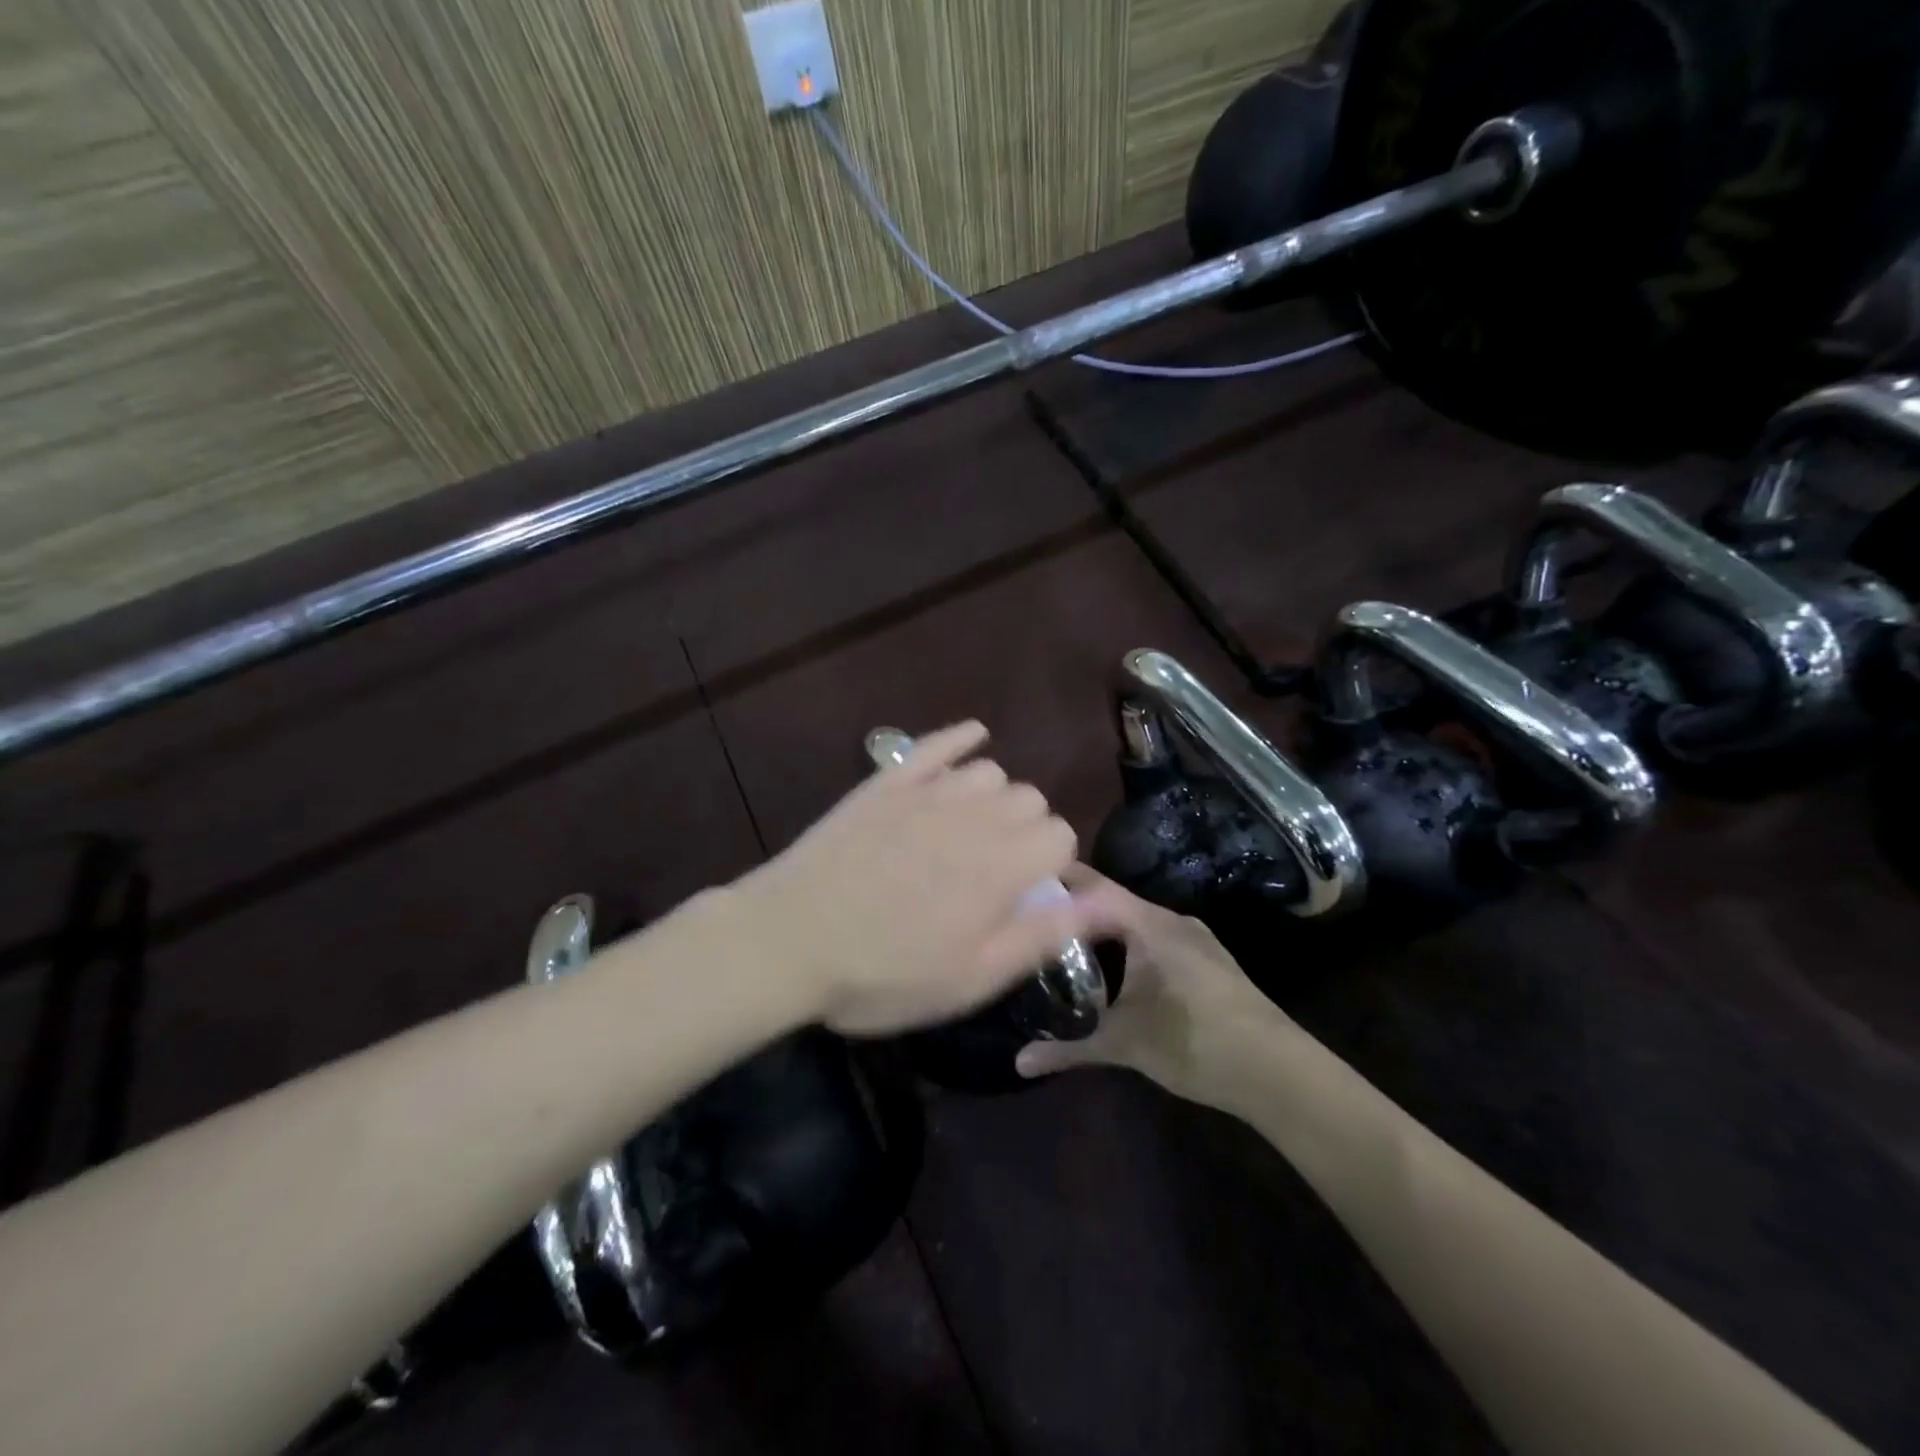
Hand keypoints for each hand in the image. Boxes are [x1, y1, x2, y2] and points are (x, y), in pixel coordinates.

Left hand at [728, 722, 1117, 1036]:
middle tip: (996, 871)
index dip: (1052, 865)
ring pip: (990, 771)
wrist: (790, 940)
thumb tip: (1116, 906)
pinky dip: (960, 739)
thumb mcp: (974, 976)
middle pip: (1031, 799)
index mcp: (1003, 866)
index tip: (1027, 894)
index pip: (1061, 836)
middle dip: (1027, 830)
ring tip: (972, 830)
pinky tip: (972, 737)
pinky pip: (936, 744)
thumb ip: (1046, 933)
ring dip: (994, 797)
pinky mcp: (886, 781)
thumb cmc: (885, 974)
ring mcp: (928, 792)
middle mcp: (975, 816)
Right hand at [1014, 865, 1297, 1108]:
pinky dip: (1127, 947)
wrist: (1278, 1072)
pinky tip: (1114, 975)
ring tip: (1064, 948)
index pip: (1092, 886)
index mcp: (1148, 924)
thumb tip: (1020, 1062)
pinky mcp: (1208, 960)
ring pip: (1135, 923)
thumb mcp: (1125, 1045)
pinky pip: (1155, 939)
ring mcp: (1193, 939)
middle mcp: (1170, 920)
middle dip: (1073, 912)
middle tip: (1033, 925)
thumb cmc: (1195, 1043)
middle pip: (1111, 903)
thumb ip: (1069, 1048)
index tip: (1019, 883)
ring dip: (1102, 932)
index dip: (1056, 880)